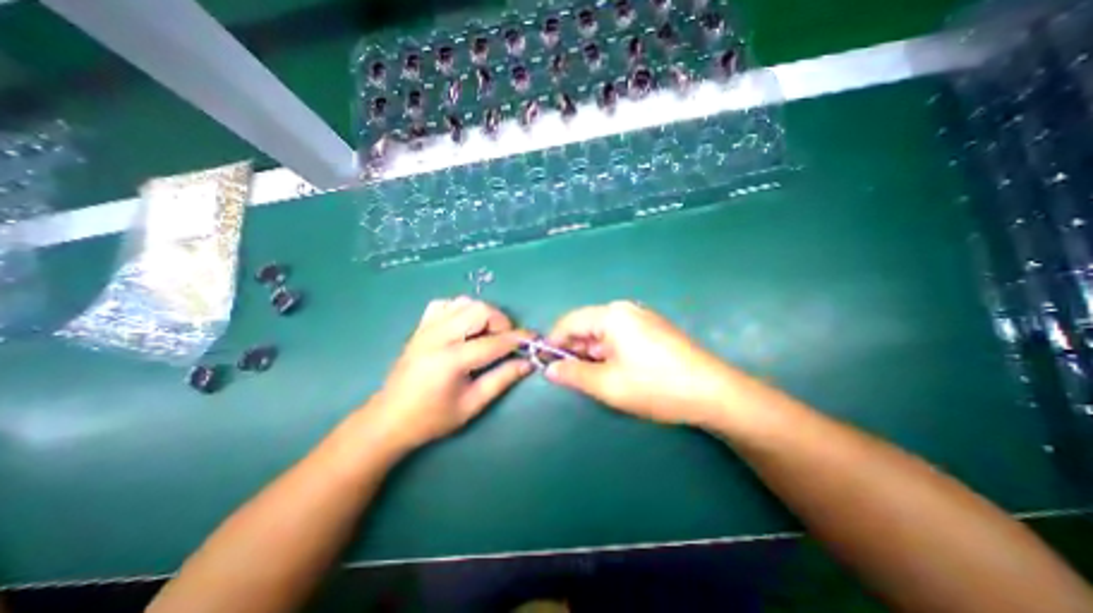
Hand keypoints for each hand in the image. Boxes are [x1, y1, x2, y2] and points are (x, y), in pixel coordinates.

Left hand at [361, 296, 535, 448]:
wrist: (389, 418)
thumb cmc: (432, 418)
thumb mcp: (472, 405)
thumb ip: (502, 379)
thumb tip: (528, 362)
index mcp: (451, 360)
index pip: (494, 342)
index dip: (519, 339)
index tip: (534, 338)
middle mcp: (438, 336)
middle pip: (479, 310)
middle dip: (500, 322)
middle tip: (505, 341)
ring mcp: (426, 328)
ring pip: (464, 302)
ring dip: (482, 314)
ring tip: (485, 334)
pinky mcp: (420, 326)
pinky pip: (446, 304)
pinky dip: (461, 310)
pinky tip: (463, 327)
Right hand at [544, 298, 743, 426]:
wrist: (714, 392)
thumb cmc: (656, 386)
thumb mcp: (607, 384)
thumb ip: (573, 374)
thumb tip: (550, 369)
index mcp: (611, 315)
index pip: (570, 322)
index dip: (554, 342)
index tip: (546, 364)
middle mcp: (625, 309)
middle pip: (587, 326)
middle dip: (576, 350)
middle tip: (574, 377)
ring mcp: (641, 318)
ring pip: (603, 333)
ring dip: (593, 353)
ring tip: (598, 378)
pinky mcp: (653, 329)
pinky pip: (620, 336)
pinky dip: (610, 352)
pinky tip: (617, 371)